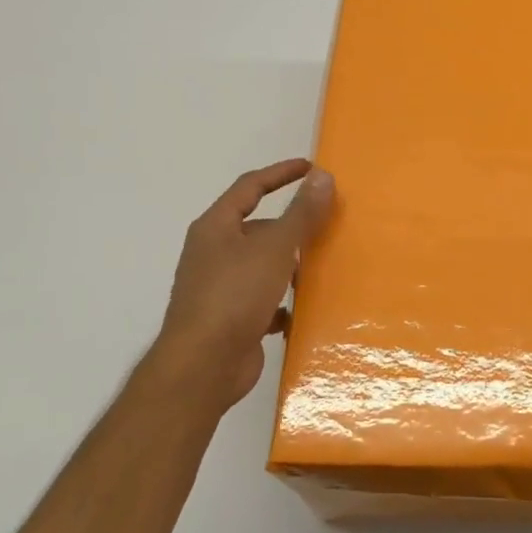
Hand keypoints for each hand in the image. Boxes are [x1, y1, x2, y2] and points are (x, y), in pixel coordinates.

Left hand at [151, 159, 334, 412]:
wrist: (204, 365)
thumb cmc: (235, 295)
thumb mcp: (274, 248)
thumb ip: (301, 213)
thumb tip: (322, 176)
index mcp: (216, 227)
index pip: (250, 187)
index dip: (281, 173)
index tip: (311, 167)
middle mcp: (214, 253)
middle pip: (259, 228)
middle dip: (292, 226)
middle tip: (327, 225)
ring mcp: (220, 288)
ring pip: (263, 266)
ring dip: (290, 266)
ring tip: (323, 267)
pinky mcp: (231, 319)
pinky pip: (263, 301)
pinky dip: (283, 302)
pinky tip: (303, 310)